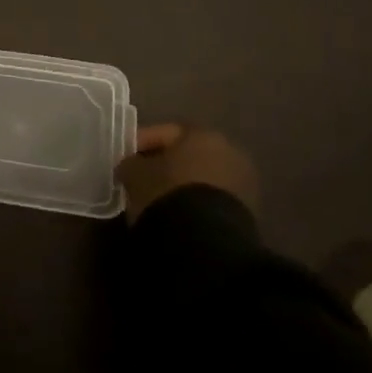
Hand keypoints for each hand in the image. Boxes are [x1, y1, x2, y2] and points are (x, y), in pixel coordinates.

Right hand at [117, 123, 258, 224]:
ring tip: (157, 200)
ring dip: (181, 185)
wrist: (206, 240)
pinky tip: (177, 213)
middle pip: (187, 154)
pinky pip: (212, 199)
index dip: (140, 142)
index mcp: (202, 134)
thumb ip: (131, 163)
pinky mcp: (247, 212)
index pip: (165, 132)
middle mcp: (228, 151)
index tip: (124, 158)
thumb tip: (132, 166)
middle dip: (164, 164)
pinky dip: (195, 202)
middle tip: (140, 177)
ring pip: (202, 177)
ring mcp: (243, 182)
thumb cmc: (167, 192)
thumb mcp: (135, 173)